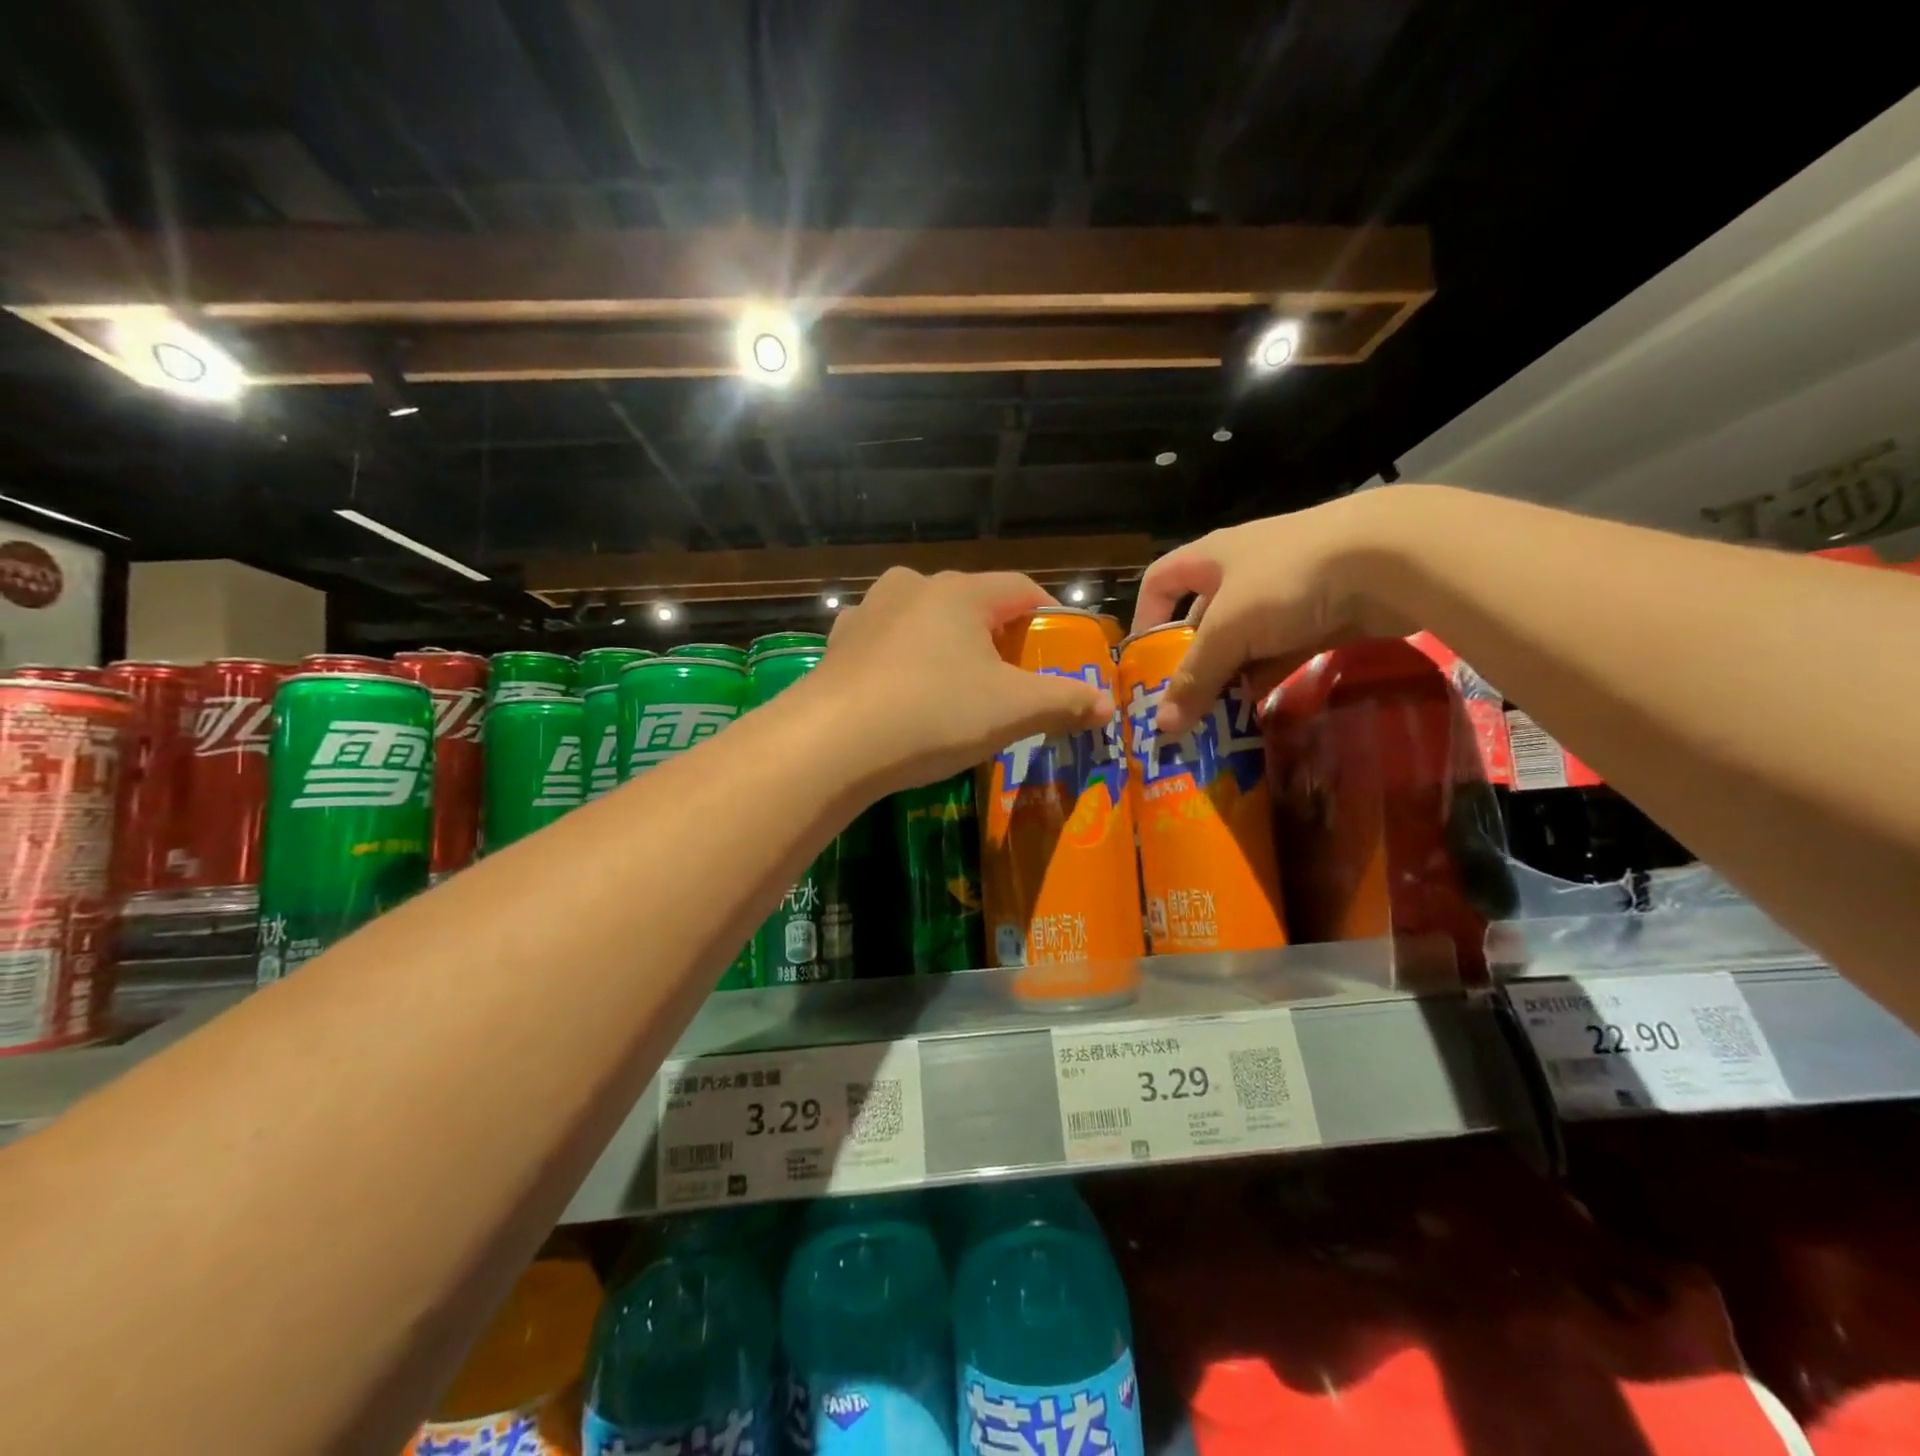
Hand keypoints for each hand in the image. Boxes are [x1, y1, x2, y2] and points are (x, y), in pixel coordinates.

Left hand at [807, 568, 1113, 794]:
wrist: (830, 743)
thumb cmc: (933, 714)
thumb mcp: (1011, 711)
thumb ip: (1064, 701)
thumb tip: (1106, 703)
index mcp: (960, 591)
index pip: (1022, 589)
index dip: (1051, 616)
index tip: (1065, 648)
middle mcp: (912, 586)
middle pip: (974, 604)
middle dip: (1000, 636)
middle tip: (1015, 677)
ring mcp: (869, 612)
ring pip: (927, 621)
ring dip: (950, 647)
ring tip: (960, 686)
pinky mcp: (839, 644)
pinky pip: (887, 644)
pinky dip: (907, 661)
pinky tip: (907, 693)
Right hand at [1132, 490, 1415, 734]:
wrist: (1390, 560)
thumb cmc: (1286, 580)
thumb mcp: (1228, 630)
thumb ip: (1194, 678)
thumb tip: (1160, 727)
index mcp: (1211, 558)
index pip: (1160, 580)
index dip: (1145, 616)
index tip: (1144, 660)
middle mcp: (1242, 573)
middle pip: (1201, 621)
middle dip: (1191, 662)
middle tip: (1180, 706)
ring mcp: (1283, 595)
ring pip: (1242, 643)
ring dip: (1229, 678)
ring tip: (1215, 719)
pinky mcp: (1318, 618)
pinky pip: (1279, 654)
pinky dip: (1266, 679)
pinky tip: (1257, 712)